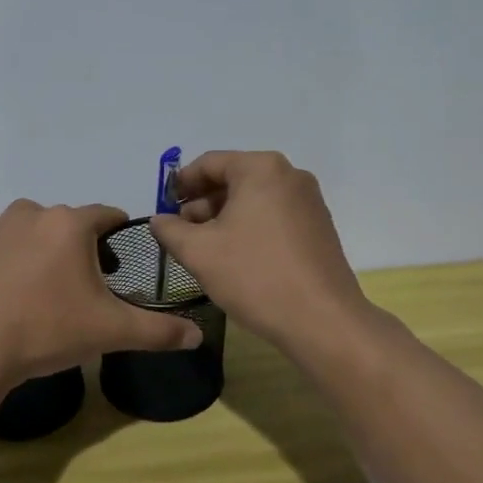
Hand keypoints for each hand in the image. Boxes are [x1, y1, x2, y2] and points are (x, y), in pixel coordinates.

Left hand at [0, 200, 202, 385]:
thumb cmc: (47, 332)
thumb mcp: (111, 332)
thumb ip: (158, 331)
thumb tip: (198, 336)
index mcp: (71, 225)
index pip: (106, 214)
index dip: (116, 232)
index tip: (118, 256)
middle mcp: (32, 214)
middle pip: (65, 220)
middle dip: (76, 243)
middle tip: (78, 284)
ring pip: (23, 221)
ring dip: (34, 239)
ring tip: (37, 278)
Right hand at [150, 151, 370, 351]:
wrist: (322, 320)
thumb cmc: (254, 276)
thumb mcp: (199, 252)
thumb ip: (170, 230)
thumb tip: (160, 220)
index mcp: (261, 169)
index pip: (210, 162)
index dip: (181, 183)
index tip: (164, 205)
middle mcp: (290, 175)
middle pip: (235, 178)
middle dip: (203, 202)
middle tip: (181, 231)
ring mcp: (309, 202)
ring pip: (255, 200)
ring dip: (225, 217)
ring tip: (205, 248)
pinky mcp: (319, 228)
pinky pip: (274, 216)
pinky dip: (250, 228)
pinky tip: (236, 257)